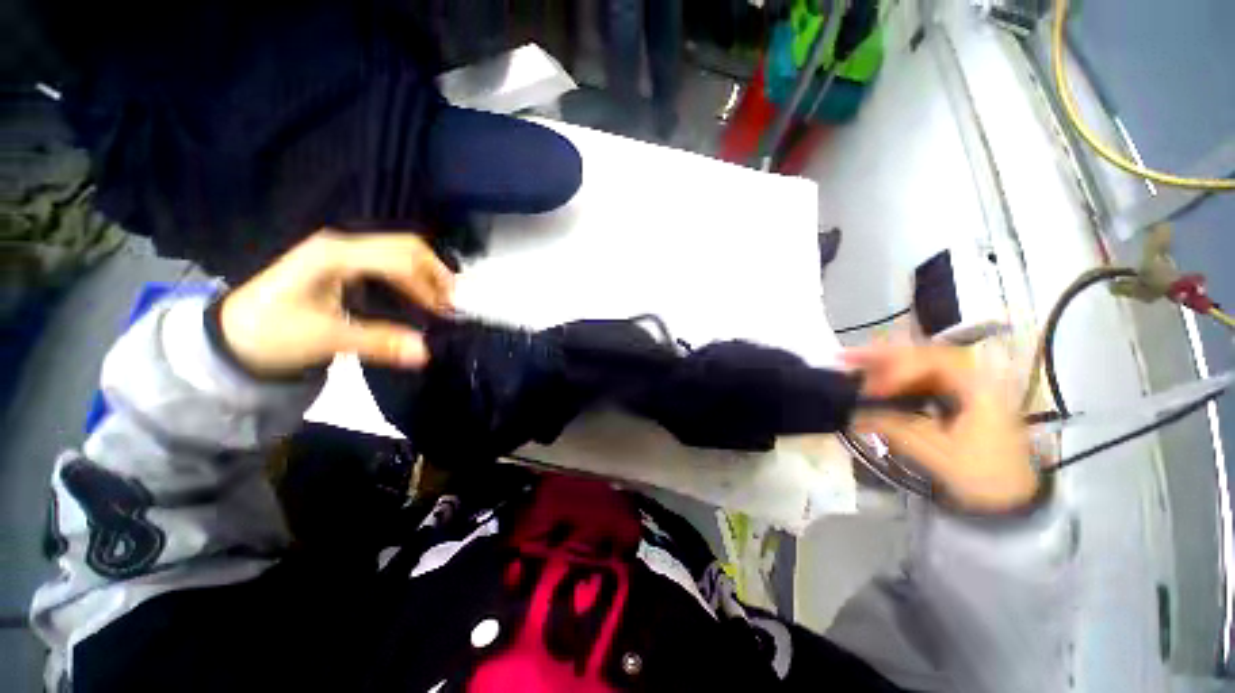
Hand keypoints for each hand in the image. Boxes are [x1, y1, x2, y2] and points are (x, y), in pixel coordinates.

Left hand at [219, 231, 453, 375]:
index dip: (429, 284)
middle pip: (407, 247)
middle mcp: (344, 245)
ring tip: (443, 303)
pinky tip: (422, 298)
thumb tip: (426, 352)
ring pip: (403, 252)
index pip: (399, 258)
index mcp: (335, 255)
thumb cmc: (272, 333)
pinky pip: (393, 263)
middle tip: (453, 306)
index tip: (446, 314)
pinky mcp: (347, 264)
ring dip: (429, 275)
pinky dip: (416, 278)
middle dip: (437, 274)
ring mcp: (346, 253)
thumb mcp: (324, 340)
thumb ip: (377, 343)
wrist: (234, 335)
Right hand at [845, 344, 1037, 512]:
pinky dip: (894, 375)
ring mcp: (964, 384)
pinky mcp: (955, 394)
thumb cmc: (983, 476)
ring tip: (851, 363)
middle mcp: (973, 377)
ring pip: (919, 362)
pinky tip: (873, 380)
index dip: (898, 371)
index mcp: (979, 389)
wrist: (1012, 496)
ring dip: (884, 362)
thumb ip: (897, 429)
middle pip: (923, 354)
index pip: (934, 363)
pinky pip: (920, 376)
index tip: (872, 391)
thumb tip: (854, 414)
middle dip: (882, 355)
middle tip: (845, 357)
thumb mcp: (939, 456)